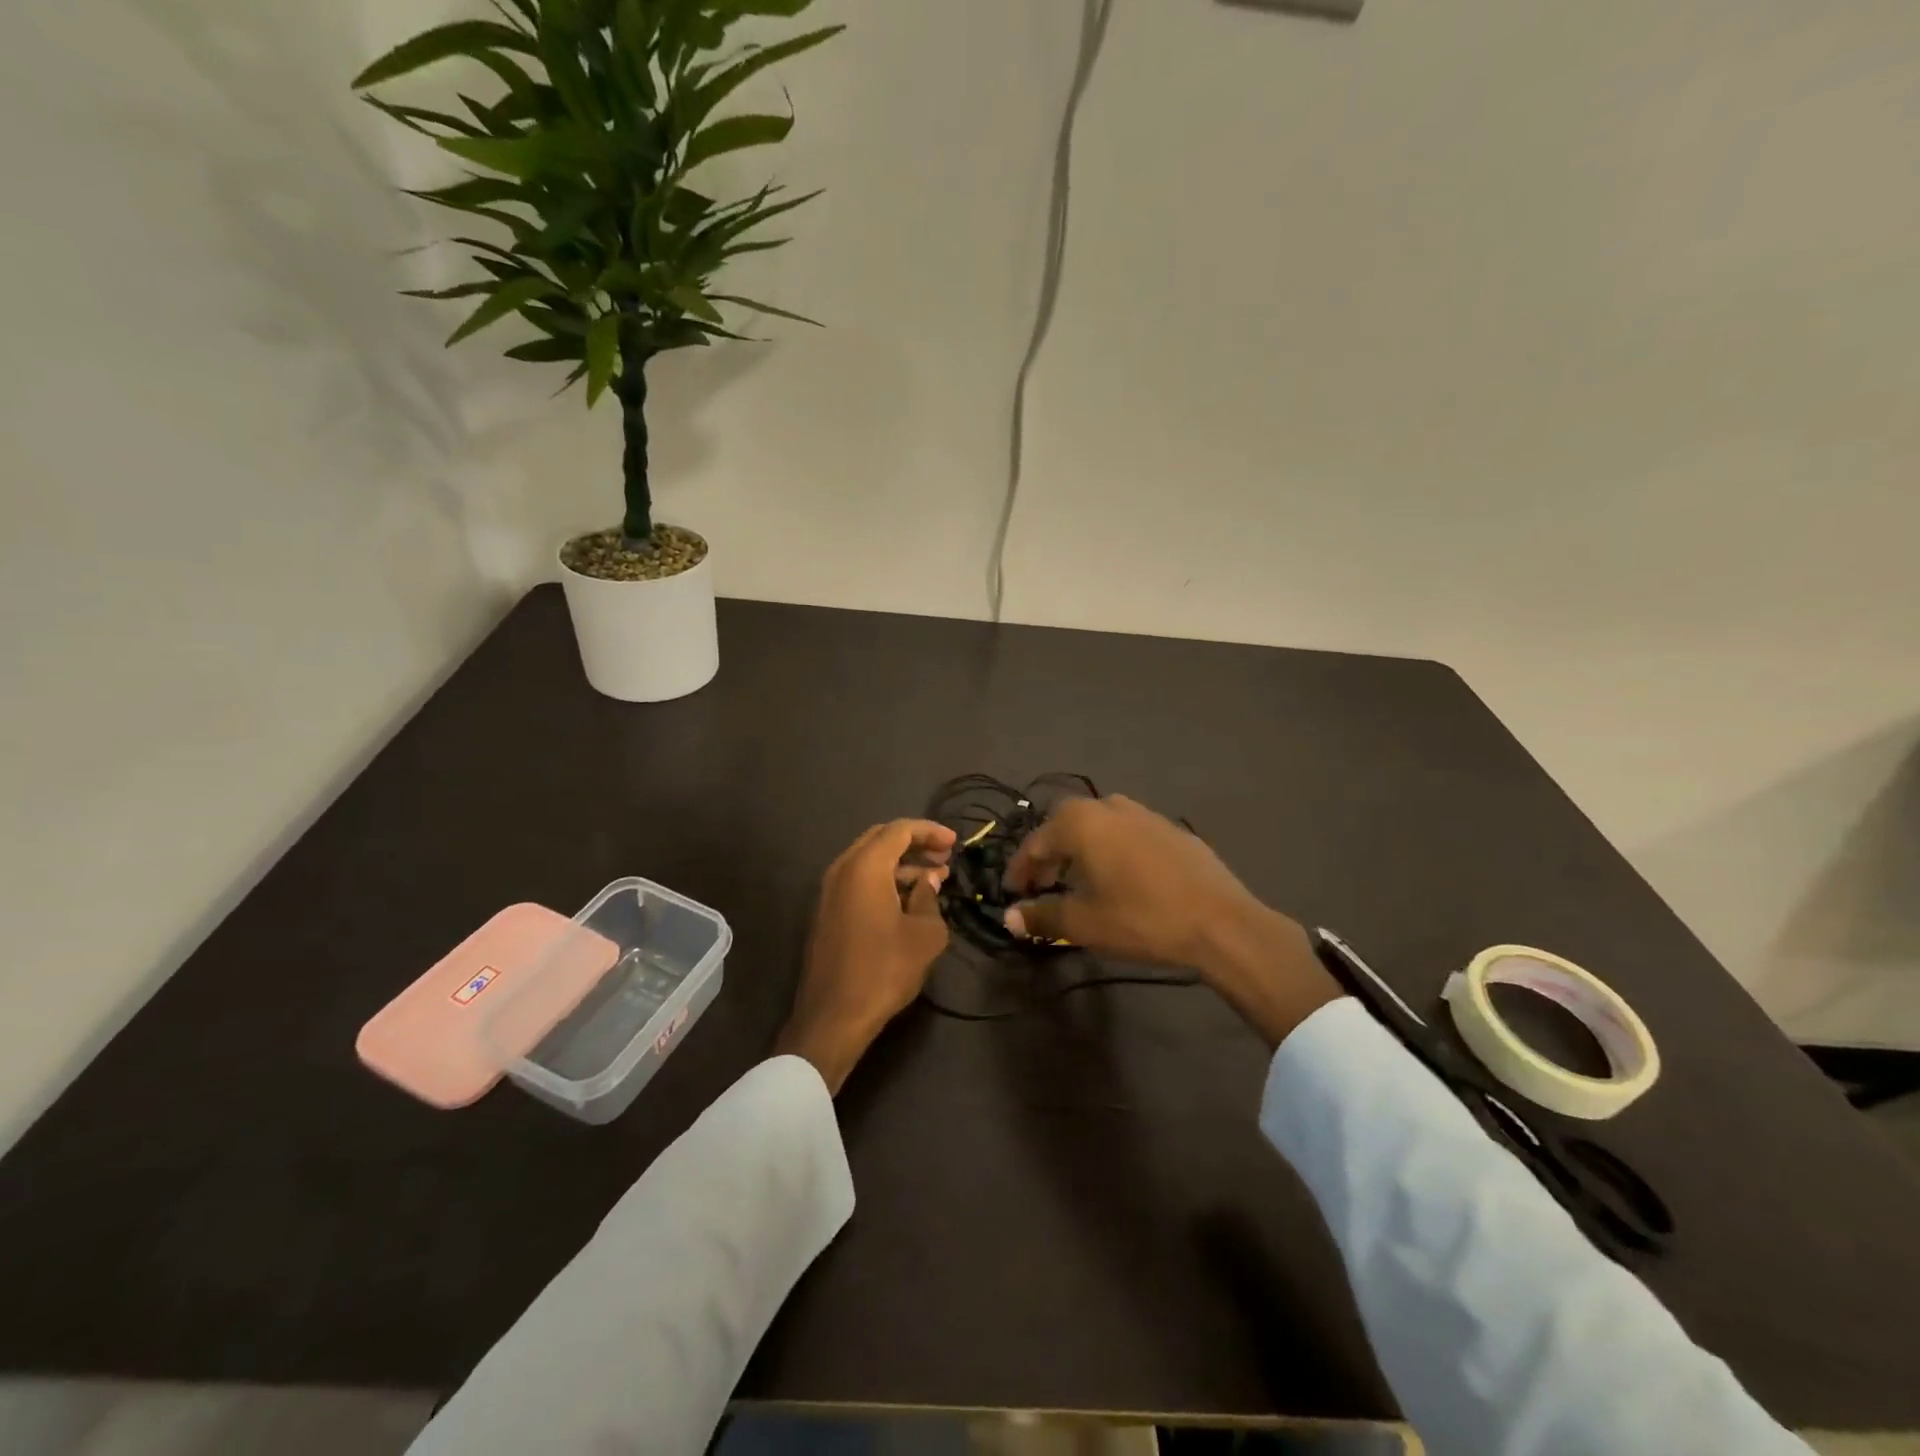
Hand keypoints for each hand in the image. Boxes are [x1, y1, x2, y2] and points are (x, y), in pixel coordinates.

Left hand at [775, 819, 956, 1092]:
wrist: (833, 1016)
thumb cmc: (884, 970)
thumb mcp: (924, 934)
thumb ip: (930, 899)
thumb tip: (928, 882)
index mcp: (865, 867)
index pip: (899, 829)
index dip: (930, 831)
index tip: (954, 844)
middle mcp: (842, 869)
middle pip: (881, 839)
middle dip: (915, 843)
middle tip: (944, 856)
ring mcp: (829, 891)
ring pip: (868, 861)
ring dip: (901, 864)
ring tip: (933, 880)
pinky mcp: (827, 912)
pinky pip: (858, 880)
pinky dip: (884, 880)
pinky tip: (908, 900)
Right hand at [1003, 795, 1341, 1047]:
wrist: (1221, 922)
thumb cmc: (1142, 918)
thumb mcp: (1084, 923)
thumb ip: (1042, 916)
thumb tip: (1010, 918)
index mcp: (1081, 822)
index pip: (1035, 842)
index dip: (1019, 870)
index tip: (1012, 894)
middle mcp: (1109, 806)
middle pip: (1065, 826)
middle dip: (1049, 855)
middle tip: (1043, 886)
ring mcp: (1145, 813)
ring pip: (1098, 826)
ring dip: (1080, 850)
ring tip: (1080, 882)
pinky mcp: (1172, 829)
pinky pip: (1127, 833)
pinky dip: (1111, 850)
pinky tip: (1122, 879)